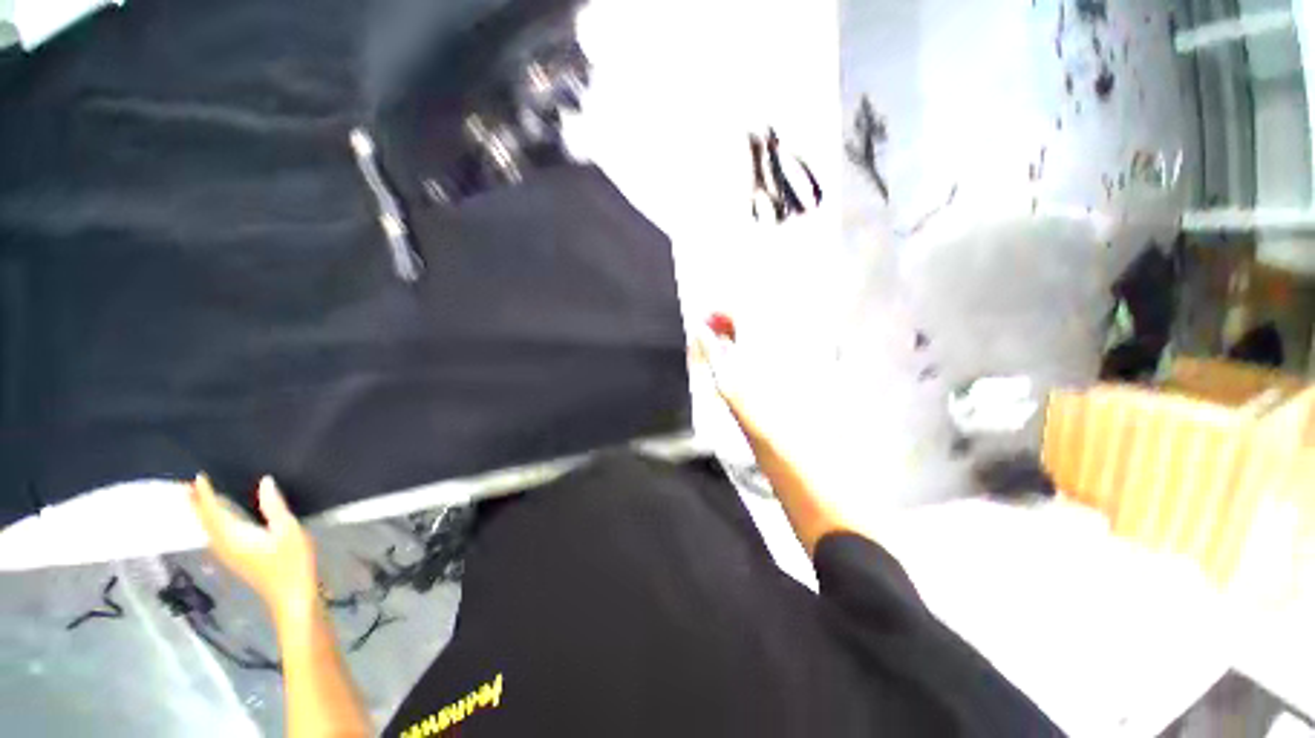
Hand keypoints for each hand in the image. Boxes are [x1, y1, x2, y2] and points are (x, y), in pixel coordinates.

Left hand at [190, 474, 320, 623]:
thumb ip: (274, 507)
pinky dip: (211, 522)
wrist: (291, 595)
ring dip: (201, 513)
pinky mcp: (235, 558)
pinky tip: (217, 519)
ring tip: (196, 497)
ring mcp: (228, 554)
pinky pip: (216, 535)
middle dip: (196, 503)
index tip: (198, 477)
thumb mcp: (289, 531)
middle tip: (186, 485)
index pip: (214, 511)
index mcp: (234, 536)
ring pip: (208, 529)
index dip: (205, 494)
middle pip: (205, 521)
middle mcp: (224, 545)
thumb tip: (264, 481)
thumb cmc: (292, 562)